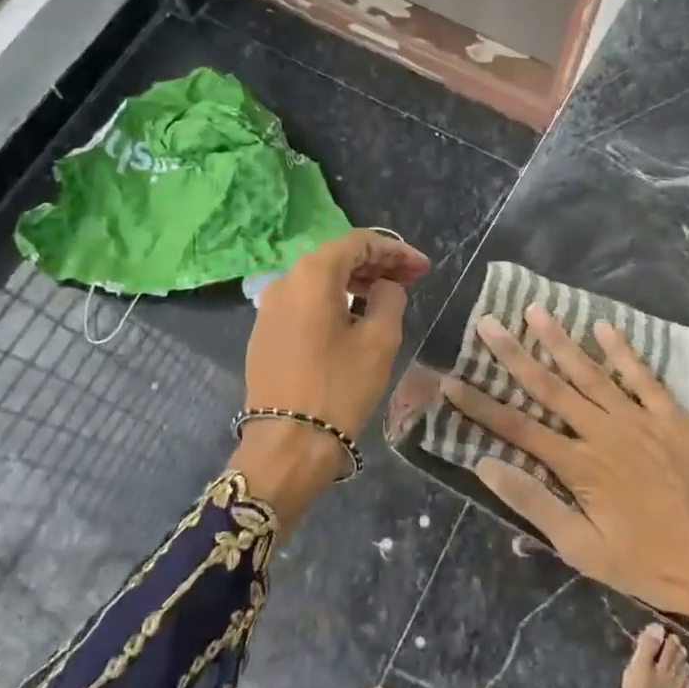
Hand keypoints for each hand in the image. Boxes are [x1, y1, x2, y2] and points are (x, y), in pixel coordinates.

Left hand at [245, 228, 429, 434]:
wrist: (288, 444)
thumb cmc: (339, 388)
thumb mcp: (379, 340)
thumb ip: (389, 298)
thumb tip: (385, 287)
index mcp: (312, 275)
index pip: (358, 243)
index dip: (395, 250)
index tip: (423, 267)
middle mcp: (284, 281)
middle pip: (336, 258)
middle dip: (376, 264)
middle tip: (411, 279)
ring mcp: (269, 307)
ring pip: (319, 280)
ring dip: (355, 282)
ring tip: (387, 296)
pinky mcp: (265, 332)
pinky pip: (304, 302)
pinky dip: (333, 300)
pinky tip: (354, 317)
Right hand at [441, 305, 688, 636]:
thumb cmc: (650, 564)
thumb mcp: (584, 549)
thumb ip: (534, 504)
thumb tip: (484, 465)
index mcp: (578, 466)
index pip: (516, 428)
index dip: (480, 405)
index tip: (450, 381)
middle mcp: (603, 432)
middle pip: (549, 387)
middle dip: (513, 355)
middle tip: (488, 323)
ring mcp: (640, 419)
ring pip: (590, 372)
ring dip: (560, 341)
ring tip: (535, 311)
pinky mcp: (672, 416)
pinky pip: (643, 376)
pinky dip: (623, 350)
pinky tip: (604, 327)